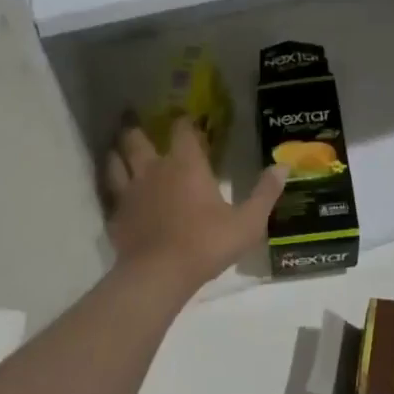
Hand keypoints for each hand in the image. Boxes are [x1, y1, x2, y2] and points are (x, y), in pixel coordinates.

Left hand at [103, 118, 285, 290]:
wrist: (159, 274)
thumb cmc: (207, 243)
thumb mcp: (248, 221)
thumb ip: (265, 193)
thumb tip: (283, 166)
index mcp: (186, 164)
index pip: (182, 130)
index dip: (185, 121)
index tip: (188, 119)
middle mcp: (154, 169)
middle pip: (137, 138)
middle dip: (137, 128)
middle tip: (138, 123)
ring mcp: (130, 191)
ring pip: (115, 161)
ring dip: (118, 153)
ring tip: (120, 151)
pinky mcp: (116, 215)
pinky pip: (111, 194)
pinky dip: (114, 189)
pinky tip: (119, 195)